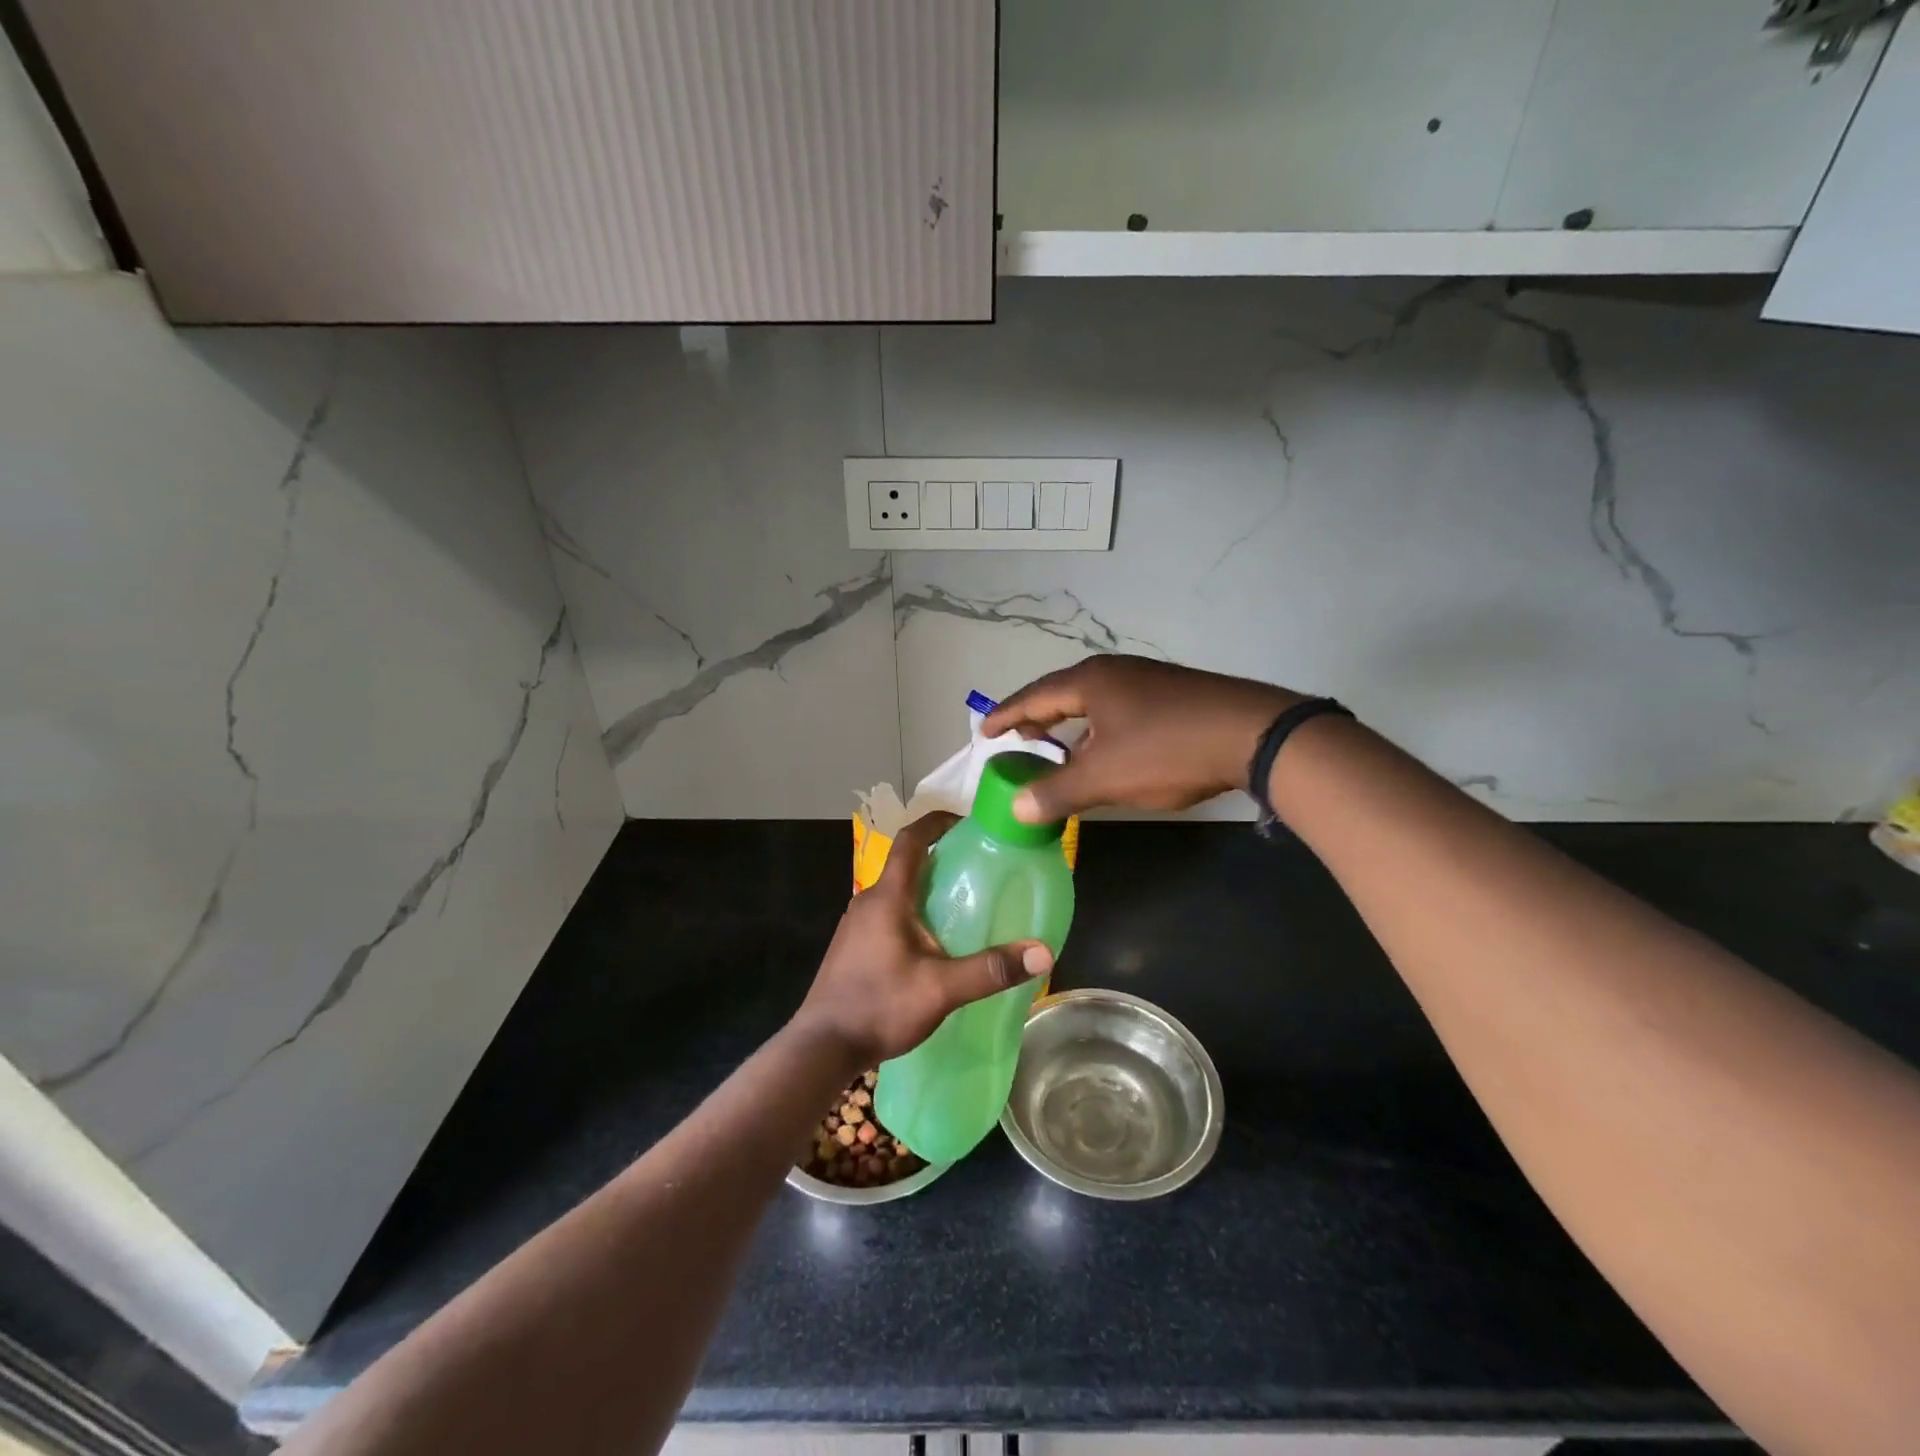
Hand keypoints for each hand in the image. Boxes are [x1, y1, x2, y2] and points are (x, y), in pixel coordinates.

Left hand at [792, 812, 1053, 1068]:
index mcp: (887, 897)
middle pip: (905, 863)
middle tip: (978, 865)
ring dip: (926, 886)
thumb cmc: (879, 1006)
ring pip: (896, 891)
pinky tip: (933, 941)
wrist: (822, 1047)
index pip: (910, 840)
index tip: (968, 821)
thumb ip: (990, 969)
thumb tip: (1043, 952)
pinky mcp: (853, 945)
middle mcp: (868, 901)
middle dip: (940, 857)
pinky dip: (913, 911)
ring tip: (962, 901)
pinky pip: (888, 913)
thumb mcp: (941, 989)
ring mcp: (856, 924)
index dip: (937, 822)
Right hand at [983, 655, 1301, 820]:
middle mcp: (1115, 671)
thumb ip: (1057, 792)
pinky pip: (1119, 709)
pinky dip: (1099, 729)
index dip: (1006, 716)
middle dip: (1037, 718)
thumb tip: (1016, 807)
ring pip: (1094, 702)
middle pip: (1061, 693)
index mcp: (1090, 681)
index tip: (984, 732)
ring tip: (1058, 750)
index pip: (1033, 696)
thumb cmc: (1168, 750)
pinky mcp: (1173, 694)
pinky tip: (1108, 751)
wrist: (1254, 734)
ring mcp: (1147, 679)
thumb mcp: (1105, 777)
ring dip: (1070, 726)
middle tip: (1017, 740)